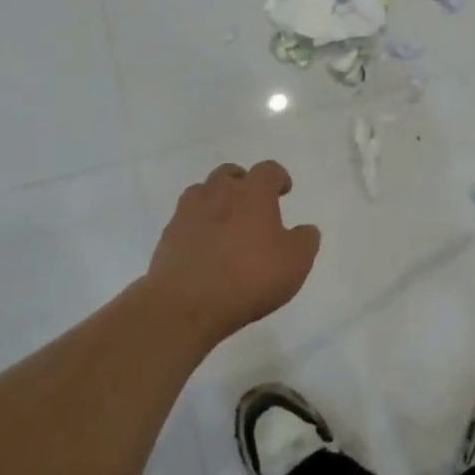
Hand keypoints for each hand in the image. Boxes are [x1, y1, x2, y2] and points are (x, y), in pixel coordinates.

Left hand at [145, 161, 321, 346]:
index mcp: (253, 193)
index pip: (267, 170)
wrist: (186, 303)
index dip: (278, 177)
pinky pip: (185, 220)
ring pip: (202, 192)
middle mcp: (219, 193)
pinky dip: (197, 225)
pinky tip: (205, 246)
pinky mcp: (168, 236)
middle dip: (242, 183)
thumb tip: (306, 229)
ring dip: (215, 200)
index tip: (283, 189)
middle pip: (229, 174)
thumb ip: (305, 240)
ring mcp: (188, 213)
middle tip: (252, 202)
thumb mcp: (295, 262)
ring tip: (225, 221)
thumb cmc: (250, 276)